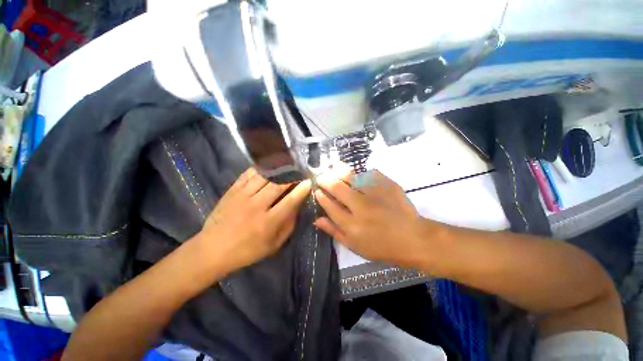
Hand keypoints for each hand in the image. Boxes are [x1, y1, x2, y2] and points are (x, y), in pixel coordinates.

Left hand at [195, 168, 310, 274]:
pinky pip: (248, 174)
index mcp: (268, 222)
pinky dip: (260, 168)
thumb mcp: (273, 245)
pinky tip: (268, 166)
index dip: (302, 190)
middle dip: (292, 176)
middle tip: (300, 171)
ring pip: (264, 176)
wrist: (212, 249)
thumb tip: (297, 207)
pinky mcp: (232, 191)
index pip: (290, 201)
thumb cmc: (247, 251)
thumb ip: (288, 225)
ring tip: (287, 165)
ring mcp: (242, 196)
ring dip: (278, 169)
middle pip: (278, 185)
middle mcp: (256, 206)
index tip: (309, 182)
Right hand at [314, 170, 430, 267]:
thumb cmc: (381, 246)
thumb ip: (334, 231)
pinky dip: (362, 173)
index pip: (330, 206)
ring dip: (340, 172)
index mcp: (352, 224)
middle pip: (338, 188)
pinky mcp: (388, 186)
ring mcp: (375, 195)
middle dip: (326, 180)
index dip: (321, 196)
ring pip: (352, 177)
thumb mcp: (354, 245)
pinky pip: (370, 174)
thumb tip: (317, 219)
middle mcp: (361, 207)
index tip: (317, 190)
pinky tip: (358, 174)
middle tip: (322, 177)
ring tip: (334, 170)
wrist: (412, 238)